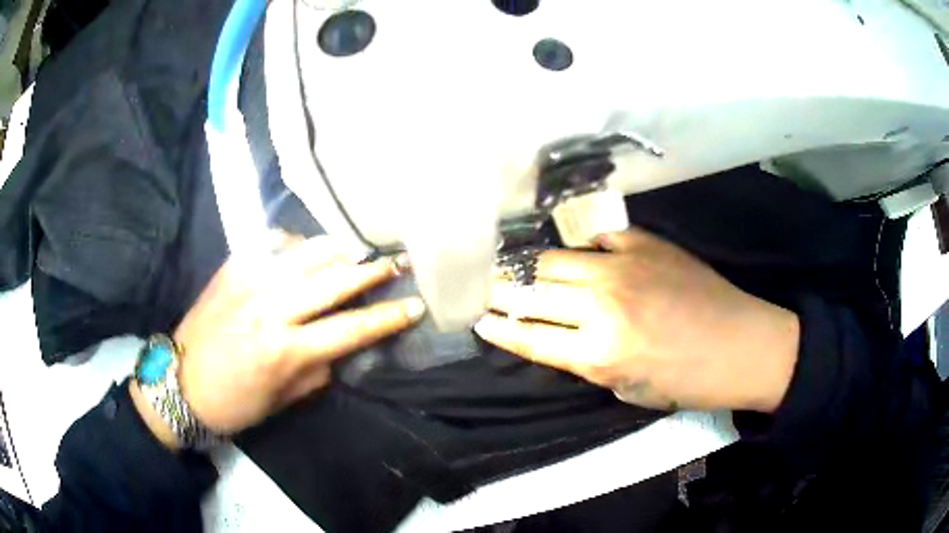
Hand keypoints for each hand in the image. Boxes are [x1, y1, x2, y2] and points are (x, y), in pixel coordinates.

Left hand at [132, 236, 424, 446]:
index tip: (416, 305)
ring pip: (305, 253)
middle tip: (399, 262)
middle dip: (372, 271)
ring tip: (360, 247)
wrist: (179, 382)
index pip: (351, 329)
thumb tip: (341, 345)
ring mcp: (249, 282)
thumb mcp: (283, 399)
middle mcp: (270, 308)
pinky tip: (303, 247)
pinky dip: (293, 242)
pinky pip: (269, 243)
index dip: (388, 317)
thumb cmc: (234, 403)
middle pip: (333, 281)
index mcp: (285, 350)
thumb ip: (318, 369)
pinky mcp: (231, 268)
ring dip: (338, 249)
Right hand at [474, 228, 798, 412]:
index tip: (478, 319)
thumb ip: (587, 361)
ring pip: (555, 258)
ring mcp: (623, 267)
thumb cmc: (687, 381)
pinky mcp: (644, 243)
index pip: (530, 337)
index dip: (499, 328)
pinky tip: (571, 249)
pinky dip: (578, 245)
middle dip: (501, 291)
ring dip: (531, 266)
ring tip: (517, 265)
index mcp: (598, 353)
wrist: (741, 344)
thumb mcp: (627, 389)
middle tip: (487, 287)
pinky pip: (594, 236)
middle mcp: (602, 306)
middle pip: (533, 291)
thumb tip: (559, 336)